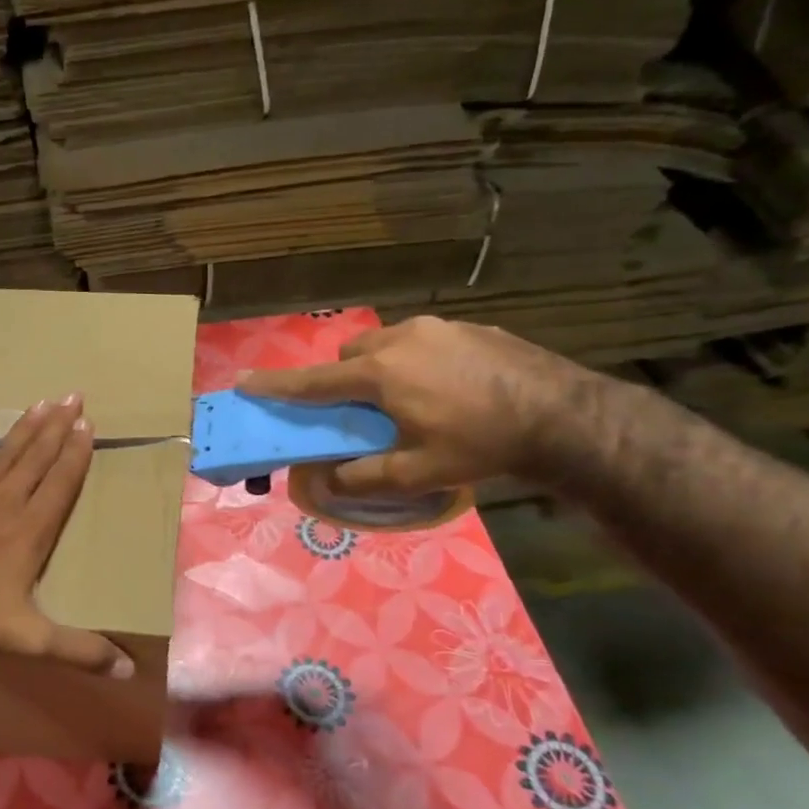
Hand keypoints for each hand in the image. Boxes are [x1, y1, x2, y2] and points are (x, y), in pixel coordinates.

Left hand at [0, 396, 133, 678]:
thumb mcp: (31, 639)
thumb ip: (80, 651)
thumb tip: (130, 672)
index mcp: (30, 530)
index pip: (60, 484)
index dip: (76, 454)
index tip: (88, 425)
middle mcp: (3, 505)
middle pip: (36, 459)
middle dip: (57, 428)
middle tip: (73, 396)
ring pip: (1, 456)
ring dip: (22, 430)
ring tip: (40, 403)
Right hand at [239, 316, 596, 495]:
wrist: (565, 417)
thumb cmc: (481, 446)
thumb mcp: (416, 473)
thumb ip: (363, 477)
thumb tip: (324, 481)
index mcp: (380, 374)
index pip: (314, 381)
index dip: (276, 385)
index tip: (244, 382)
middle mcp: (401, 340)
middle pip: (351, 354)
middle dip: (345, 377)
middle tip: (363, 409)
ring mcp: (439, 328)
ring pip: (388, 342)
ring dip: (382, 366)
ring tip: (411, 398)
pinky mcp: (471, 327)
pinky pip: (425, 340)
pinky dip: (419, 360)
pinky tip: (451, 388)